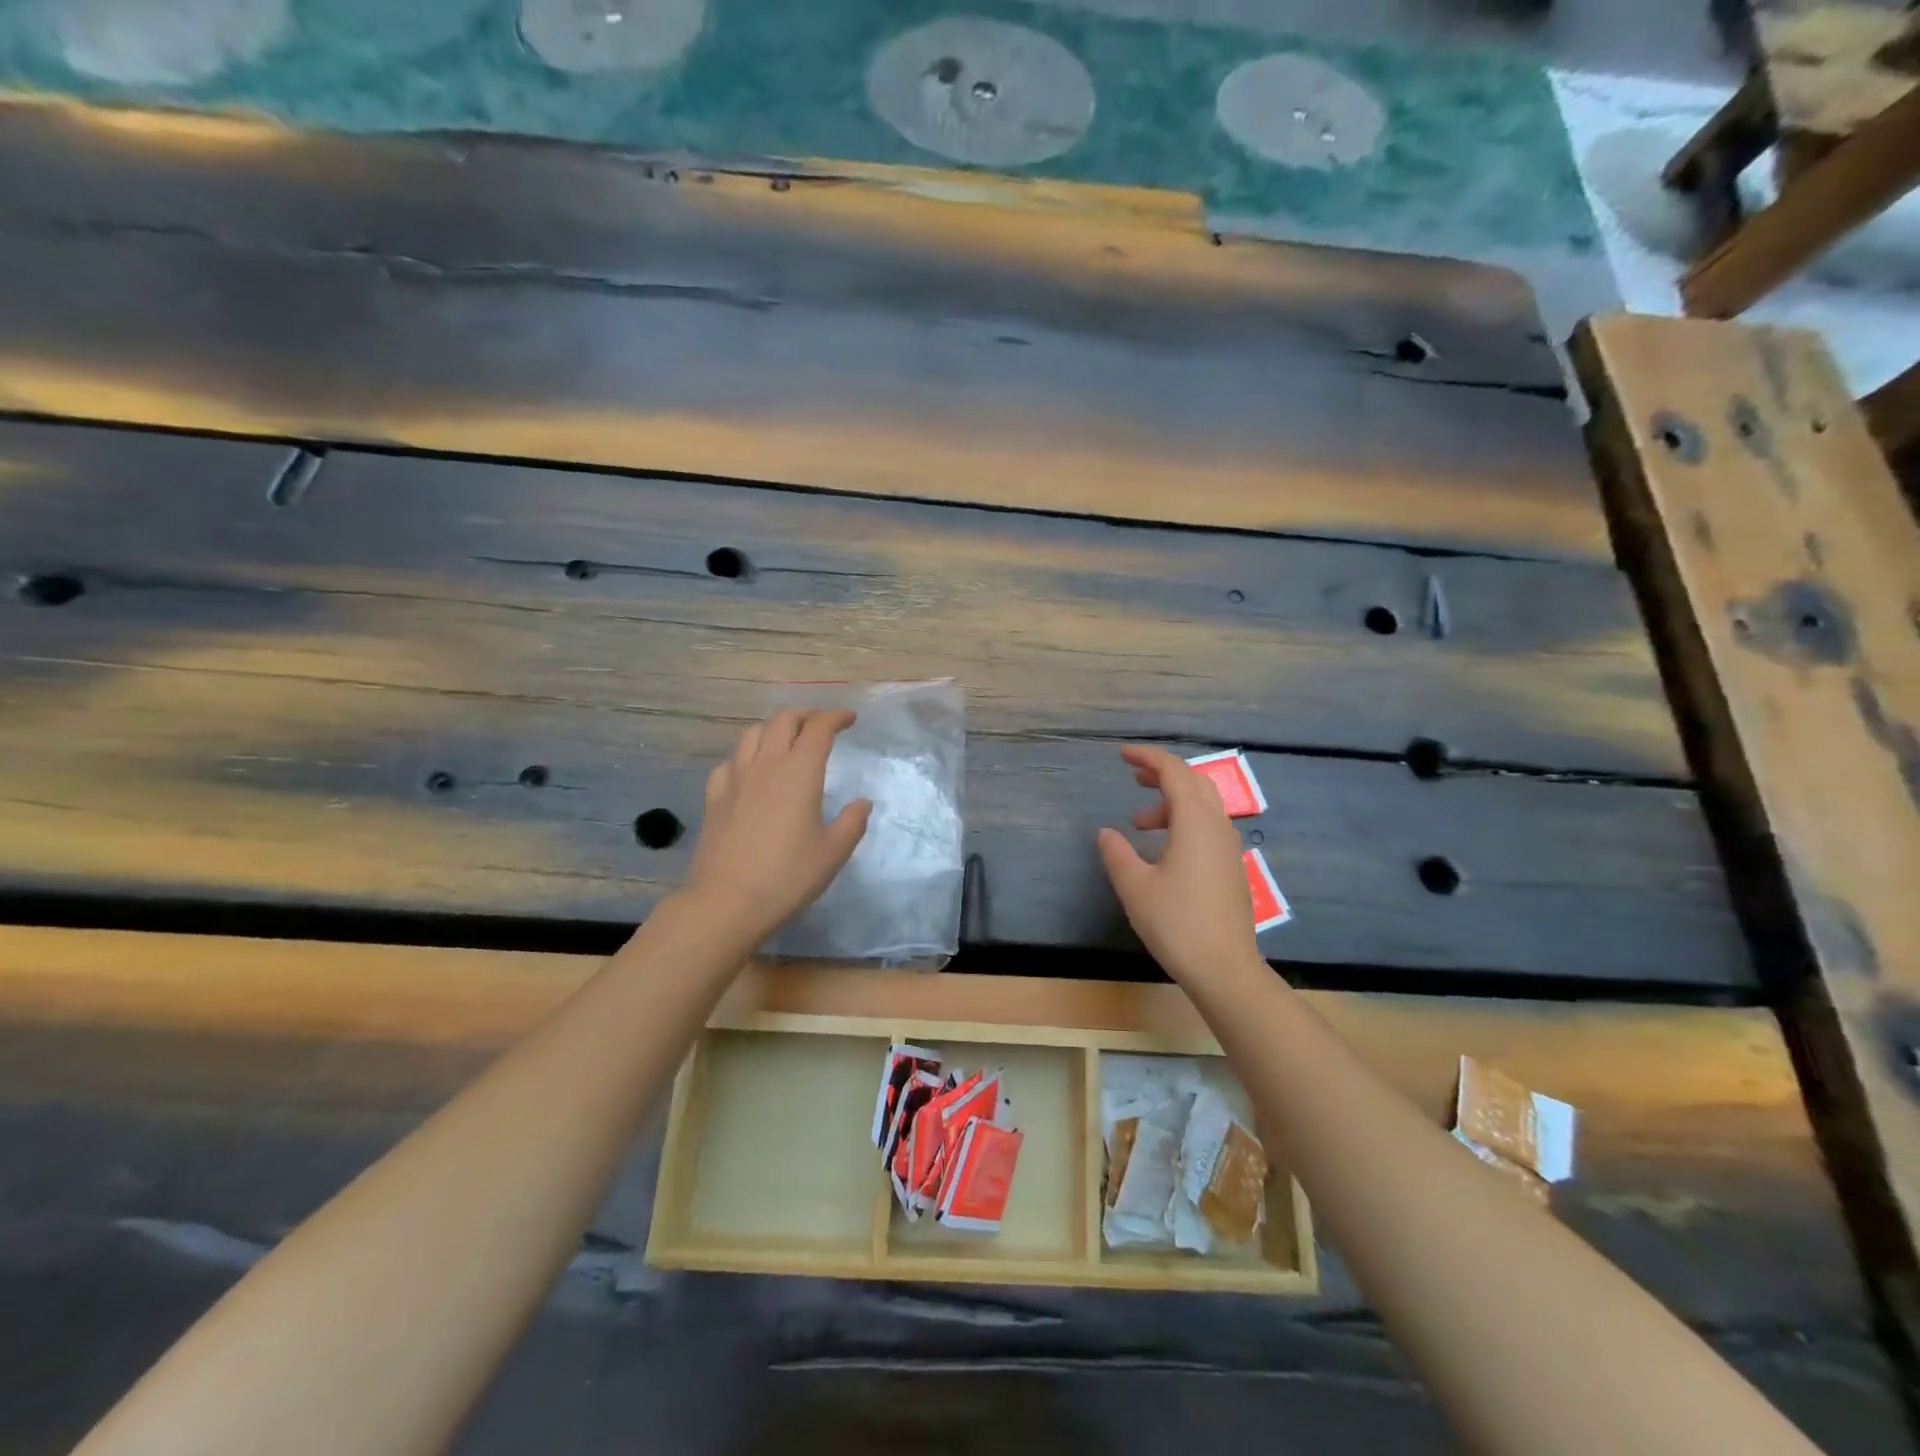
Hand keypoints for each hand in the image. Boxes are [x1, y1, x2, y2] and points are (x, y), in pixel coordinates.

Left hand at [684, 710, 872, 941]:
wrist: (727, 901)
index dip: (836, 717)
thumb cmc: (788, 876)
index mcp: (800, 772)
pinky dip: (746, 755)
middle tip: (821, 723)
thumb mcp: (833, 852)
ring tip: (786, 739)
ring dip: (774, 728)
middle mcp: (766, 764)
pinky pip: (731, 761)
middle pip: (783, 721)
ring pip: (752, 734)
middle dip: (805, 715)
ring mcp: (735, 778)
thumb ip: (852, 822)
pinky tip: (750, 770)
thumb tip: (862, 803)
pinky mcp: (714, 797)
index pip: (819, 729)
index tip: (850, 719)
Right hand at [1097, 745, 1261, 989]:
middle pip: (1194, 782)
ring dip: (1171, 802)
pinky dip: (1184, 821)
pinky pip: (1208, 827)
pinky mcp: (1231, 867)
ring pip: (1203, 806)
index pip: (1174, 772)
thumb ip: (1117, 853)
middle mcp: (1217, 826)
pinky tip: (1164, 848)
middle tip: (1133, 778)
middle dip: (1162, 774)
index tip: (1121, 755)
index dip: (1147, 757)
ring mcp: (1229, 847)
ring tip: (1139, 821)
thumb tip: (1106, 833)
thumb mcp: (1134, 886)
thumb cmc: (1176, 923)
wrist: (1225, 968)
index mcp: (1195, 822)